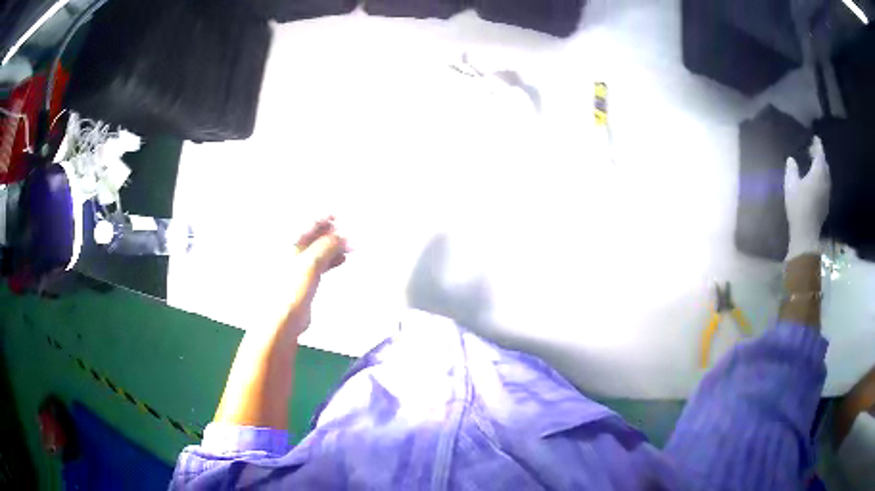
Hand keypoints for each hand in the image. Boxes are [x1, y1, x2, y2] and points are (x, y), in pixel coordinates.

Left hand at [279, 217, 347, 340]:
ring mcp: (296, 264)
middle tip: (351, 230)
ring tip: (351, 244)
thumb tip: (344, 235)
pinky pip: (319, 262)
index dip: (327, 217)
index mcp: (287, 242)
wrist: (283, 320)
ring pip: (318, 248)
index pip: (308, 221)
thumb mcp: (311, 262)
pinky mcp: (302, 278)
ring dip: (334, 245)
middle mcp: (290, 250)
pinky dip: (331, 258)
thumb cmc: (289, 290)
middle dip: (333, 231)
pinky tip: (342, 259)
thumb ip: (328, 245)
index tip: (345, 215)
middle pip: (314, 234)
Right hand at [785, 136, 830, 259]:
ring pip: (826, 176)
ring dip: (822, 169)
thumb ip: (792, 169)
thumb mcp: (791, 184)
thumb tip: (791, 159)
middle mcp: (825, 181)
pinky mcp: (826, 204)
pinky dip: (822, 179)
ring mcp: (827, 194)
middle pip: (825, 165)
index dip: (817, 145)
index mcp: (818, 173)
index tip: (815, 138)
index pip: (820, 154)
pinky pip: (825, 186)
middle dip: (820, 157)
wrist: (806, 233)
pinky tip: (816, 182)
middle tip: (813, 151)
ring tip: (815, 166)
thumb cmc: (799, 206)